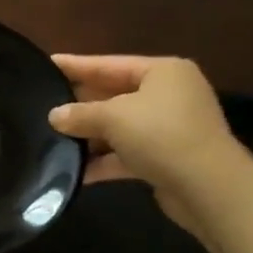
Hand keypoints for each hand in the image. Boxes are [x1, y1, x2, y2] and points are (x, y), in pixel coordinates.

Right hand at [48, 55, 247, 229]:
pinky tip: (76, 170)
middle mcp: (169, 95)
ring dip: (90, 136)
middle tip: (43, 103)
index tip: (48, 63)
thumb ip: (80, 114)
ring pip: (119, 127)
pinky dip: (104, 160)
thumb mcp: (113, 118)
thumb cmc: (162, 135)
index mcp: (162, 72)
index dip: (77, 65)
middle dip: (80, 104)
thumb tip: (54, 116)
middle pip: (114, 95)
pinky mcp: (166, 159)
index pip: (109, 64)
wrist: (209, 189)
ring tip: (52, 139)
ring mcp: (169, 128)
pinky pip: (127, 153)